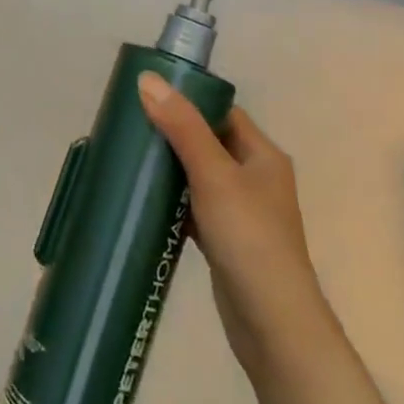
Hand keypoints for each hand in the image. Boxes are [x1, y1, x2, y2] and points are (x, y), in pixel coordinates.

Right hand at [137, 74, 335, 372]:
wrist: (273, 324)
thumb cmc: (249, 238)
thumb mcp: (213, 174)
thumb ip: (181, 126)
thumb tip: (147, 79)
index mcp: (262, 155)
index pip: (221, 112)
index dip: (188, 100)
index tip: (147, 95)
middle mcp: (255, 178)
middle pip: (207, 141)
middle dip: (171, 132)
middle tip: (130, 124)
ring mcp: (241, 211)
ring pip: (198, 175)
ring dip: (169, 167)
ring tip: (130, 156)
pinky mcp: (225, 239)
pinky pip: (193, 206)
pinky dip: (172, 200)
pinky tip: (144, 199)